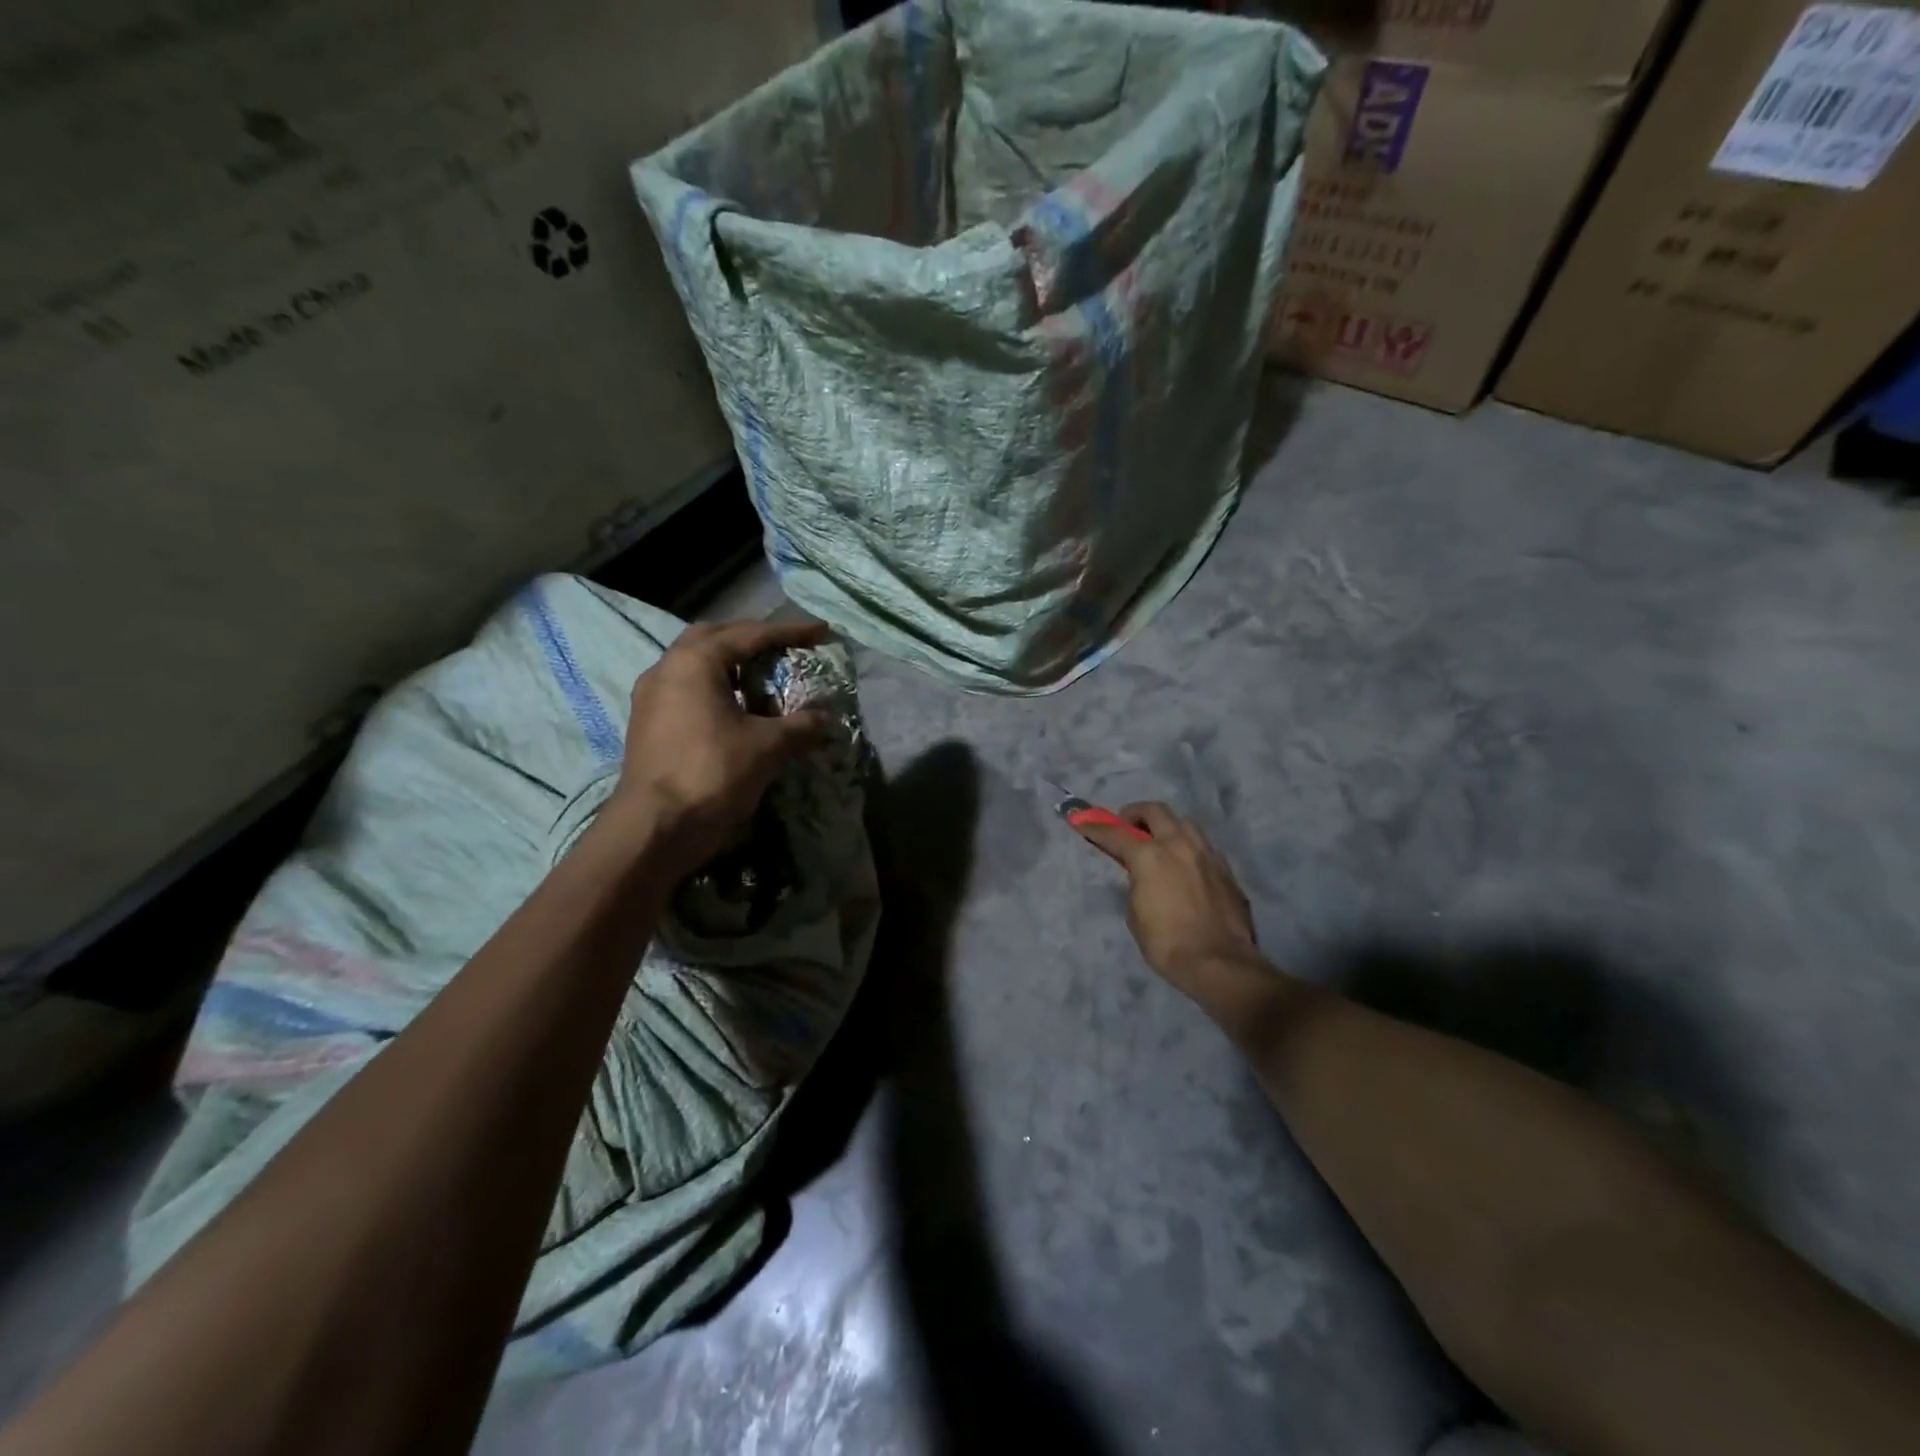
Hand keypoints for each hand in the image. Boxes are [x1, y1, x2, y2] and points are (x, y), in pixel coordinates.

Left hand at [604, 620, 832, 872]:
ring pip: (695, 665)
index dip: (789, 632)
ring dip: (730, 665)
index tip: (821, 632)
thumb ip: (800, 725)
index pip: (749, 635)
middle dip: (751, 639)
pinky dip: (715, 689)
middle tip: (783, 649)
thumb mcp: (767, 747)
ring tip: (761, 679)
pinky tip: (735, 710)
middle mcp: (667, 669)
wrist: (654, 828)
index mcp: (695, 662)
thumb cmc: (712, 773)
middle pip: (714, 638)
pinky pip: (686, 690)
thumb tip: (825, 718)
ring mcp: (651, 697)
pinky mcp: (647, 724)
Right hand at [1073, 803, 1266, 1011]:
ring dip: (1168, 826)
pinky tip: (1186, 865)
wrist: (1220, 963)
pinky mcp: (1226, 870)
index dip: (1096, 826)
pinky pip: (1204, 846)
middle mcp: (1179, 846)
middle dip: (1136, 813)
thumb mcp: (1135, 914)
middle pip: (1156, 811)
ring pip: (1185, 823)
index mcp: (1149, 857)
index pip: (1115, 834)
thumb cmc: (1167, 943)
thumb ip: (1137, 885)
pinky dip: (1189, 848)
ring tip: (1161, 842)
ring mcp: (1206, 855)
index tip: (1082, 819)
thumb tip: (1143, 877)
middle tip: (1127, 825)